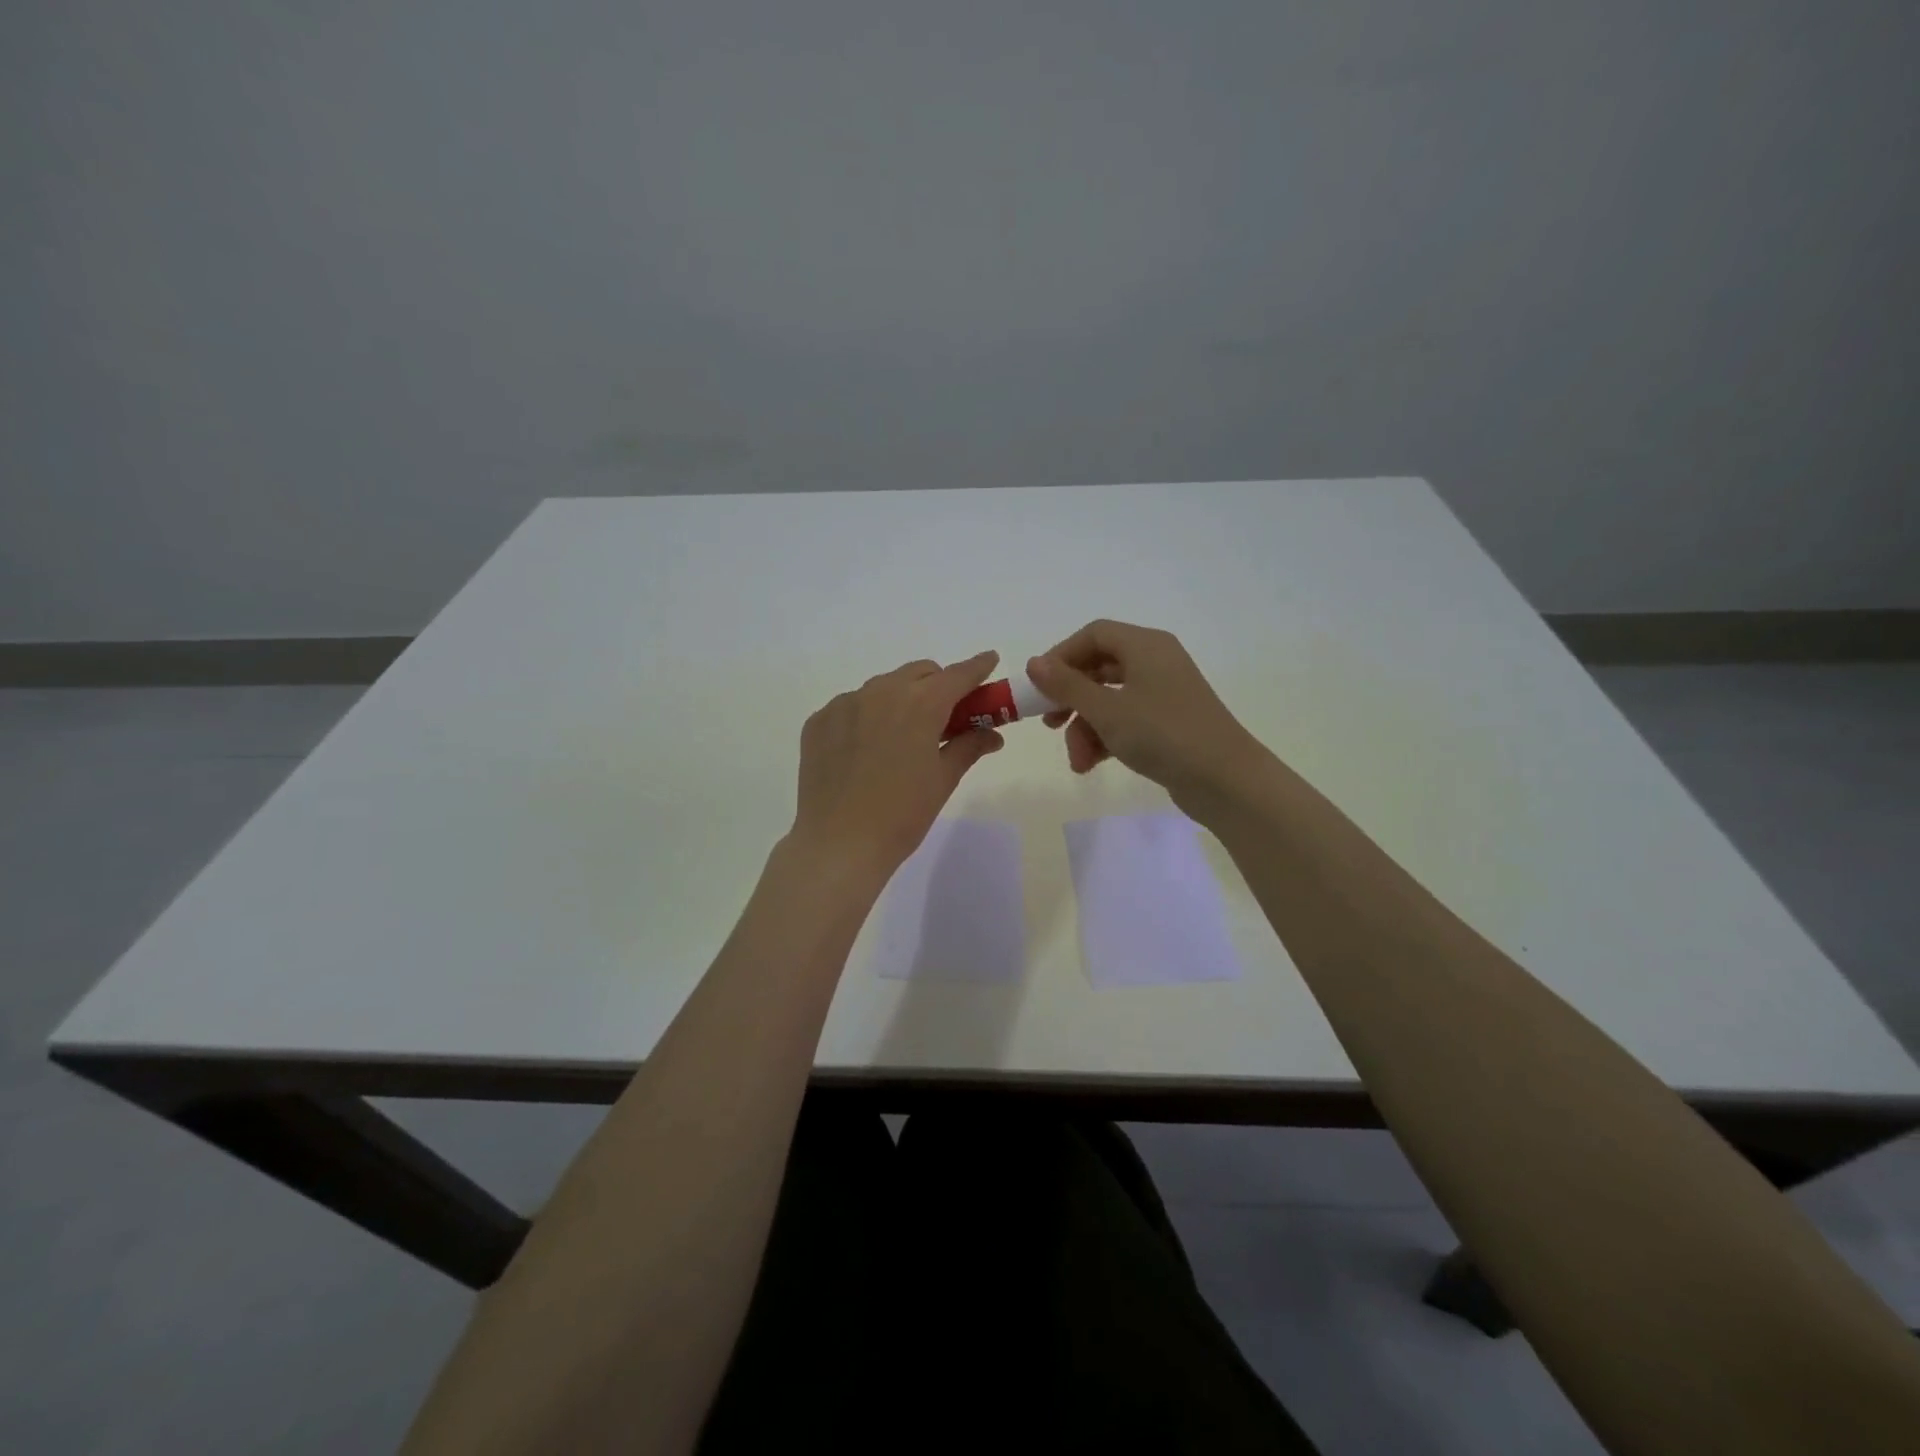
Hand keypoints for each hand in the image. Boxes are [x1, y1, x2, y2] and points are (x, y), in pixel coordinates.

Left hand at [790, 651, 1004, 876]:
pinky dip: (867, 716)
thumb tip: (992, 734)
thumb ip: (969, 746)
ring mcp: (844, 704)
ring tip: (902, 737)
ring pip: (883, 687)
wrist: (839, 845)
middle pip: (919, 673)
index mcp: (920, 704)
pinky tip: (867, 750)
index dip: (977, 667)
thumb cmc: (902, 815)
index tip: (989, 661)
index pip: (957, 675)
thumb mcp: (943, 780)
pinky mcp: (819, 721)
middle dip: (937, 685)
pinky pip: (852, 706)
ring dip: (901, 699)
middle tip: (946, 715)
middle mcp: (880, 692)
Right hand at [1026, 621, 1271, 817]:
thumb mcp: (1106, 710)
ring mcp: (1164, 694)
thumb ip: (1066, 685)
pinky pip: (1126, 720)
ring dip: (1085, 728)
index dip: (1061, 656)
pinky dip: (1106, 738)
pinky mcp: (1168, 723)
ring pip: (1109, 700)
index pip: (1093, 635)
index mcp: (1145, 646)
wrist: (1226, 780)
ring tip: (1078, 760)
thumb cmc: (1163, 734)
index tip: (1038, 686)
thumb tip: (1034, 662)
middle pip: (1098, 669)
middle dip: (1070, 700)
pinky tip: (1092, 764)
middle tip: (1049, 725)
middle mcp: (1156, 662)